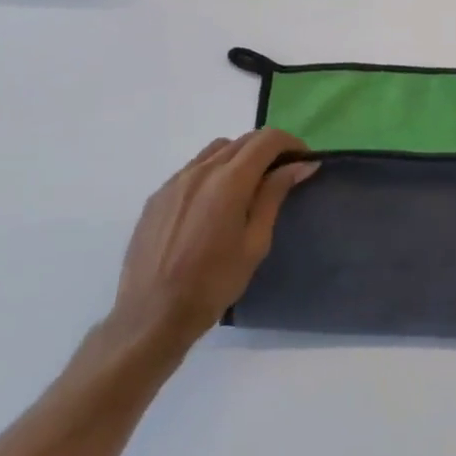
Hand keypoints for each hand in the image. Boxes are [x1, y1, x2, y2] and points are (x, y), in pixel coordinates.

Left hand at [107, 130, 318, 356]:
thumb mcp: (255, 242)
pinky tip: (214, 203)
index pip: (267, 140)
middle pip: (242, 141)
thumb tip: (300, 164)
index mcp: (229, 181)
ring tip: (248, 186)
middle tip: (282, 174)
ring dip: (239, 157)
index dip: (290, 143)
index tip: (303, 161)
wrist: (152, 315)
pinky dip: (213, 171)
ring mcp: (175, 181)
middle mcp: (201, 170)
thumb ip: (274, 195)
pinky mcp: (158, 195)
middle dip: (267, 149)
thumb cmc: (213, 283)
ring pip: (216, 150)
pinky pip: (193, 169)